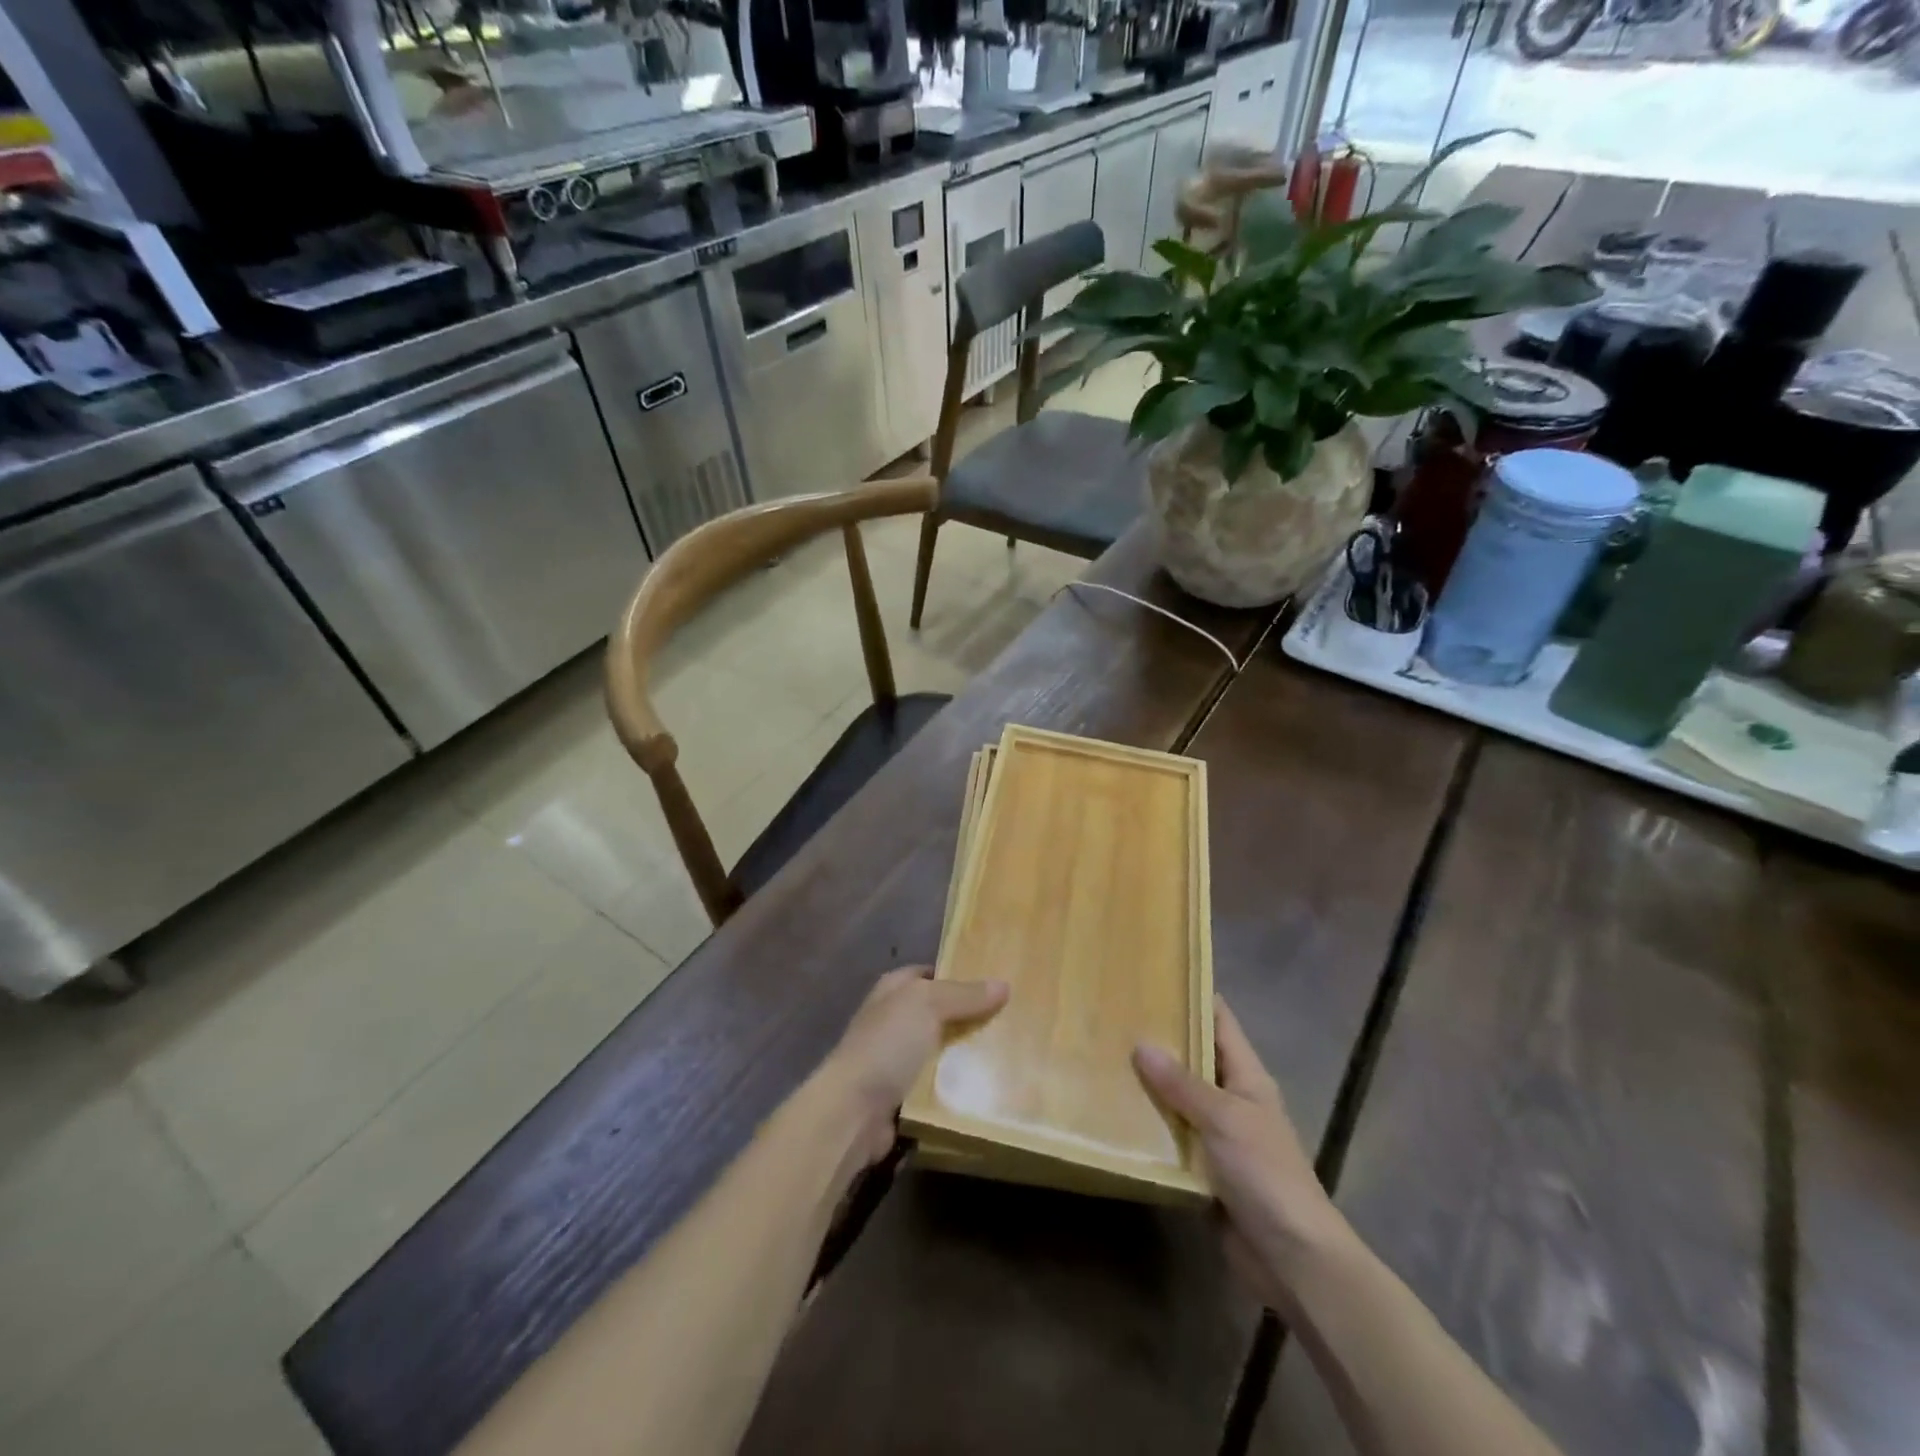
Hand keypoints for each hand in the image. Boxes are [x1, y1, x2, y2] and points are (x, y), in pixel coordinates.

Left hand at [821, 967, 1008, 1164]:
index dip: (959, 975)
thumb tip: (1003, 984)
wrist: (854, 1111)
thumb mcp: (928, 1004)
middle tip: (1011, 1019)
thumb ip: (965, 994)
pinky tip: (988, 1085)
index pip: (930, 974)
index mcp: (893, 990)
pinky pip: (938, 1084)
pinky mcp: (902, 1095)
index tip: (995, 982)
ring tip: (1009, 1051)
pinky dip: (957, 1085)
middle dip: (969, 1016)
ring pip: (941, 1050)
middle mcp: (893, 1019)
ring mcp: (896, 1059)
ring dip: (967, 1054)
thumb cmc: (888, 1044)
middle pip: (939, 1012)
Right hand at [1134, 997, 1350, 1308]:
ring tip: (1102, 1057)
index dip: (1192, 995)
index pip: (1220, 1021)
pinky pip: (1172, 1137)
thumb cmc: (1266, 1174)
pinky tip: (1114, 1115)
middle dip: (1159, 1039)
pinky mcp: (1204, 1170)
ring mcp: (1219, 1136)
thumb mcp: (1224, 1119)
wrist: (1293, 1259)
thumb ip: (1182, 1084)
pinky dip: (1149, 1127)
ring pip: (1178, 1098)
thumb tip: (1140, 1043)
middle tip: (1111, 1015)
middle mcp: (1232, 1099)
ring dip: (1148, 1085)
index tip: (1152, 975)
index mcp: (1247, 1077)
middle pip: (1194, 1057)